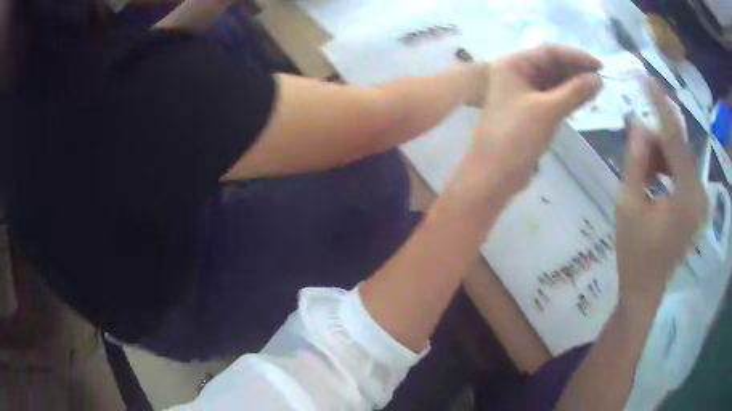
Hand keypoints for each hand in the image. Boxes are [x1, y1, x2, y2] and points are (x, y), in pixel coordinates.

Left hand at [459, 45, 601, 198]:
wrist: (494, 175)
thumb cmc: (516, 136)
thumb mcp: (548, 110)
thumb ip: (575, 92)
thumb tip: (599, 79)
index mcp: (513, 65)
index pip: (549, 52)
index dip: (576, 56)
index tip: (601, 66)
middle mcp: (516, 74)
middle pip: (551, 65)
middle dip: (576, 70)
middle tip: (602, 80)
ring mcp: (522, 93)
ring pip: (553, 81)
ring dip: (574, 84)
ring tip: (597, 89)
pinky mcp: (529, 111)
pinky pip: (552, 97)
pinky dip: (568, 97)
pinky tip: (584, 99)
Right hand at [615, 78, 706, 303]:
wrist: (645, 289)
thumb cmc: (635, 253)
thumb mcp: (629, 205)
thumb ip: (636, 160)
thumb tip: (637, 121)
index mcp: (687, 196)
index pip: (674, 137)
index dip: (658, 104)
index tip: (642, 76)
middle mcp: (699, 193)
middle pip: (678, 146)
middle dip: (655, 139)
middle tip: (634, 145)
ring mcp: (699, 199)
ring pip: (679, 157)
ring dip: (659, 155)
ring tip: (641, 171)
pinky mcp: (696, 203)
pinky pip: (681, 171)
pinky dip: (666, 167)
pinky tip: (651, 178)